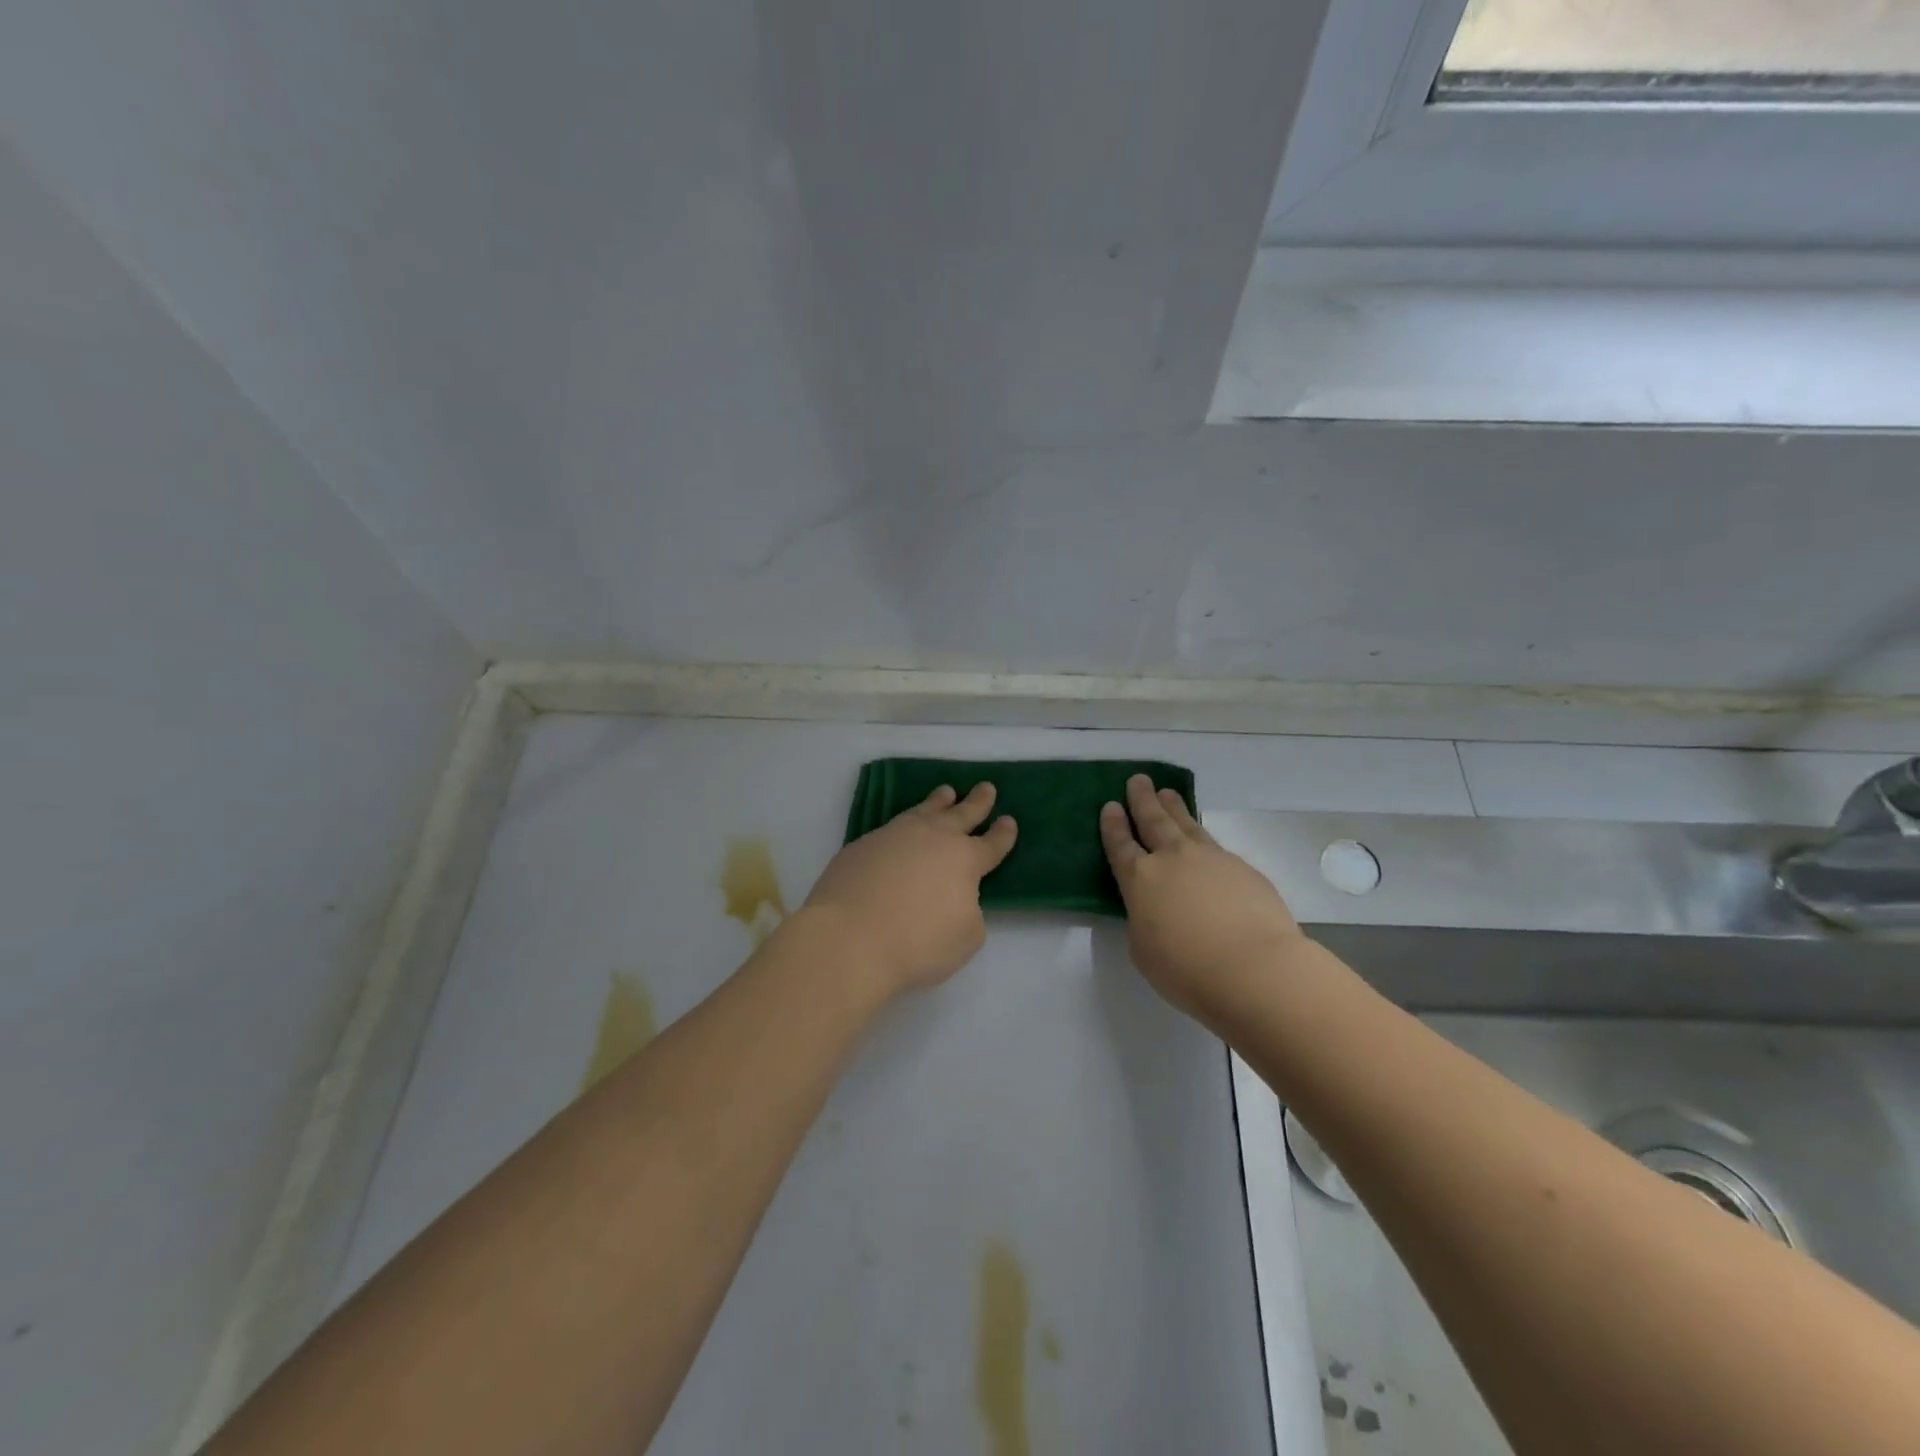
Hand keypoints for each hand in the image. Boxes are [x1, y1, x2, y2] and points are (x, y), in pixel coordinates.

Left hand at [803, 783, 1017, 993]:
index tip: (1009, 821)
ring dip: (939, 802)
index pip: (991, 844)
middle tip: (986, 788)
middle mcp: (932, 838)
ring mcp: (894, 837)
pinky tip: (902, 828)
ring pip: (924, 811)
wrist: (849, 938)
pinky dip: (905, 823)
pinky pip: (892, 827)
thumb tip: (956, 898)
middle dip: (977, 802)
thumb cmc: (917, 943)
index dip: (1003, 834)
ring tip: (946, 792)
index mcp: (964, 860)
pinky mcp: (862, 845)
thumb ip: (968, 911)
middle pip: (961, 814)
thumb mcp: (965, 938)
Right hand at [1100, 775, 1302, 1018]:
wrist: (1254, 968)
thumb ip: (1144, 919)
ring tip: (1167, 792)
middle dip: (1142, 800)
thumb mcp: (1144, 949)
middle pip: (1153, 820)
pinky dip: (1203, 837)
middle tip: (1138, 780)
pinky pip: (1214, 845)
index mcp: (1140, 879)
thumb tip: (1155, 908)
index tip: (1110, 806)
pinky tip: (1203, 842)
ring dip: (1174, 807)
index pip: (1120, 845)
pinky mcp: (1242, 868)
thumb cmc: (1187, 970)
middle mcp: (1172, 858)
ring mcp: (1210, 858)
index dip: (1113, 825)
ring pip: (1186, 824)